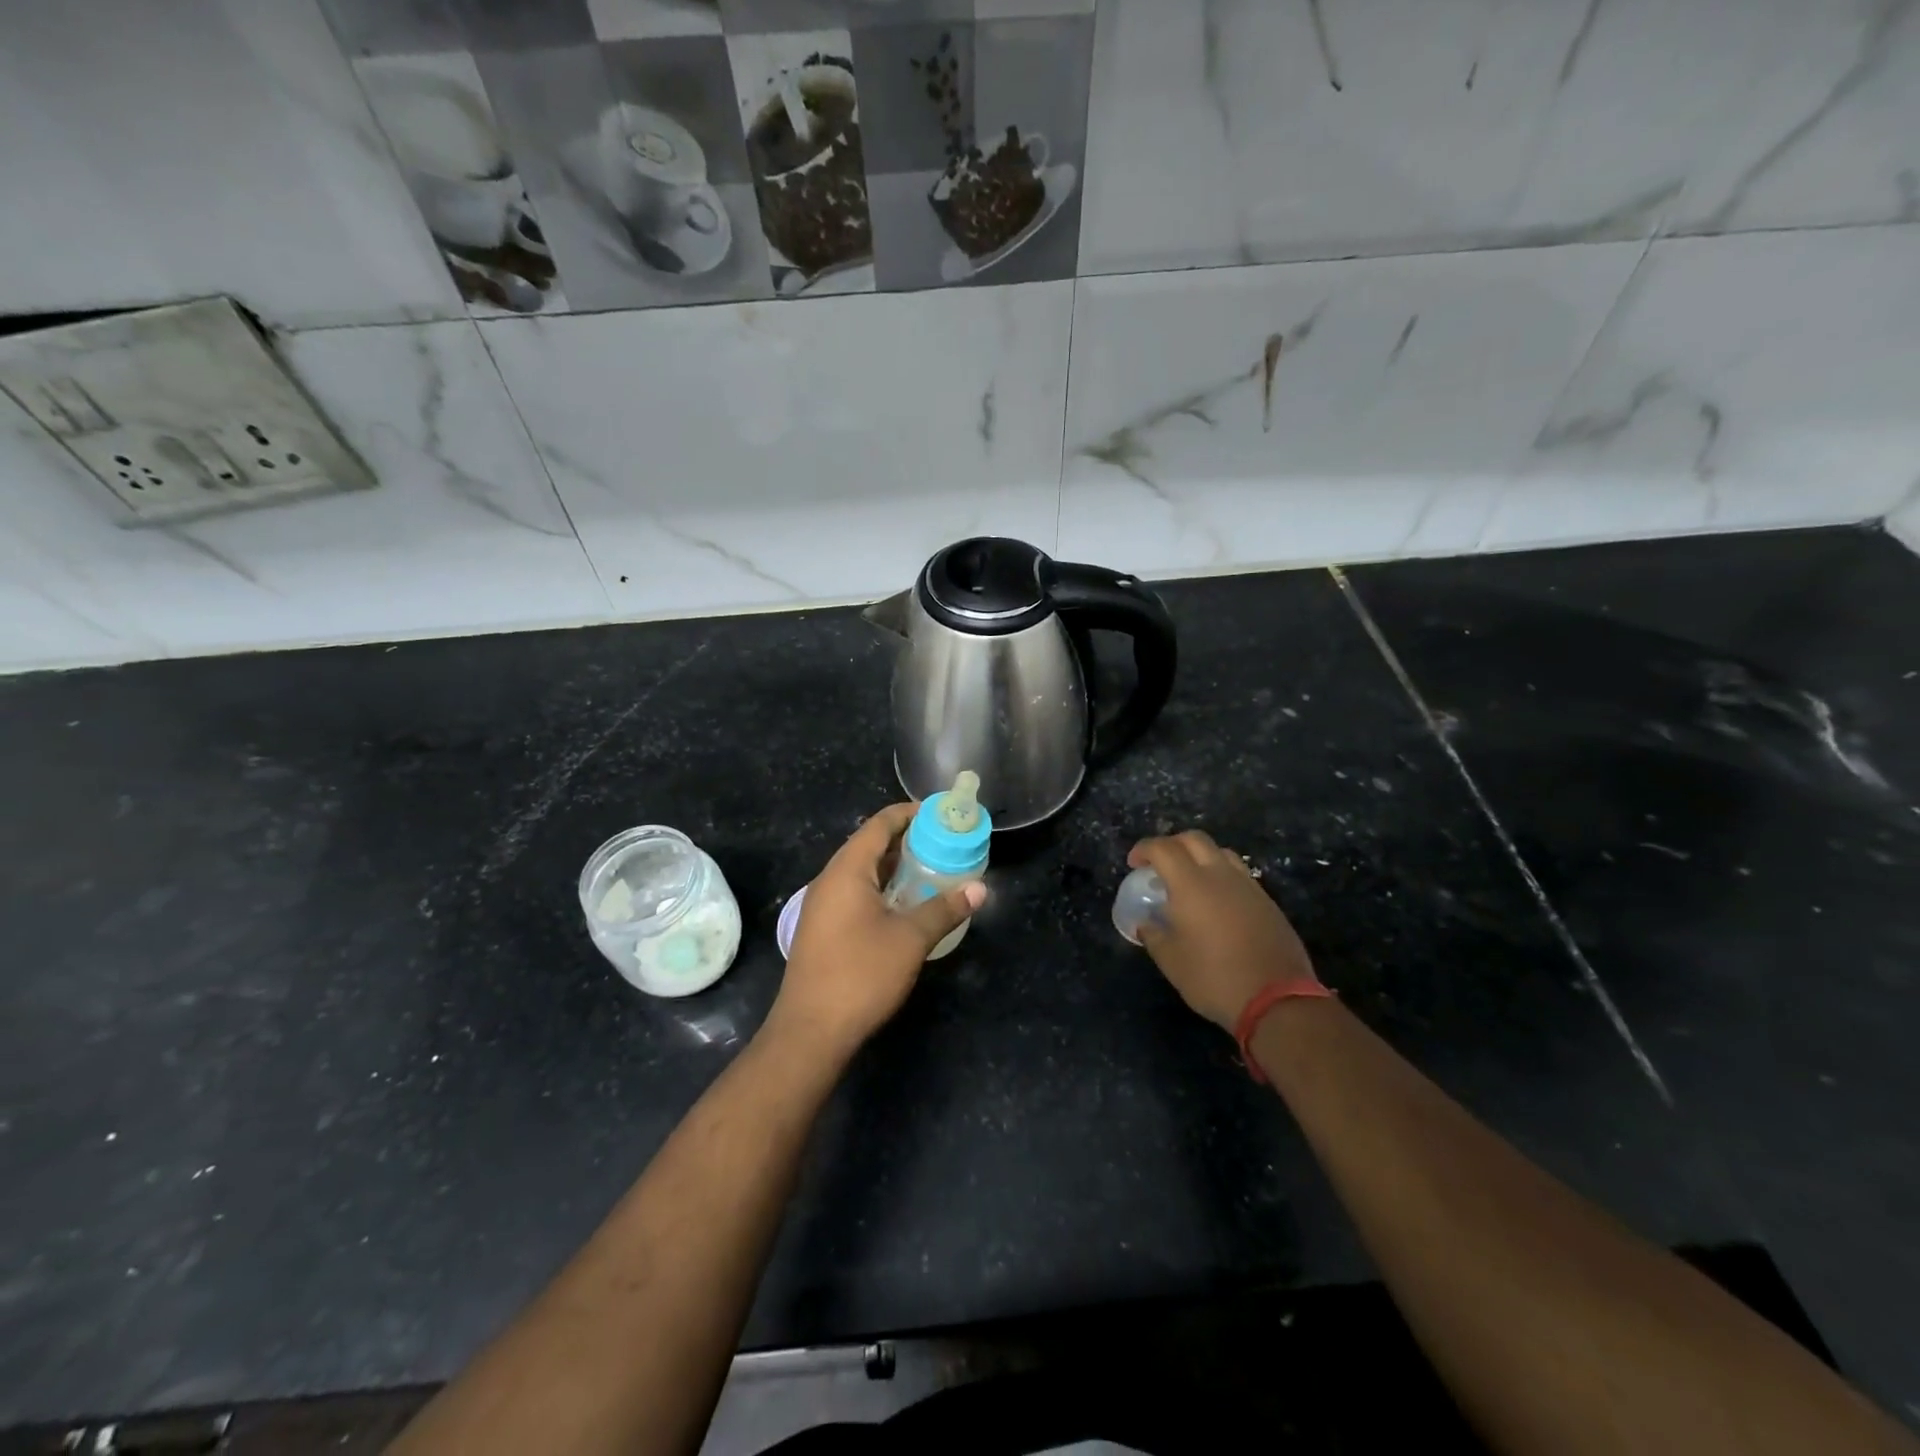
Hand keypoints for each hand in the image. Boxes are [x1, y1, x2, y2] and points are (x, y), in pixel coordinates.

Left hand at [773, 802, 984, 1054]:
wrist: (810, 1031)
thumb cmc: (861, 975)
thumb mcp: (910, 939)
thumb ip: (944, 909)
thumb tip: (980, 889)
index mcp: (847, 870)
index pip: (879, 825)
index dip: (909, 814)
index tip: (941, 814)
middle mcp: (830, 880)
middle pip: (869, 845)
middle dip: (906, 840)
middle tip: (944, 843)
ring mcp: (823, 906)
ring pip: (862, 872)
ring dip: (894, 867)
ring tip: (931, 869)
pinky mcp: (823, 929)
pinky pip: (855, 893)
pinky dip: (882, 888)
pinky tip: (905, 904)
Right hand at [1128, 829, 1320, 1029]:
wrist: (1277, 1000)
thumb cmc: (1215, 978)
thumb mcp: (1172, 962)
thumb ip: (1153, 936)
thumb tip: (1145, 923)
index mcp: (1191, 885)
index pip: (1163, 848)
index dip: (1144, 849)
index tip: (1134, 864)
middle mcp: (1221, 876)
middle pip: (1194, 839)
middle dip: (1171, 844)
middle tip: (1159, 865)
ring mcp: (1248, 887)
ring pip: (1220, 852)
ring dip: (1199, 856)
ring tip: (1189, 879)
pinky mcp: (1267, 902)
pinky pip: (1239, 874)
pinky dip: (1220, 875)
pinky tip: (1215, 902)